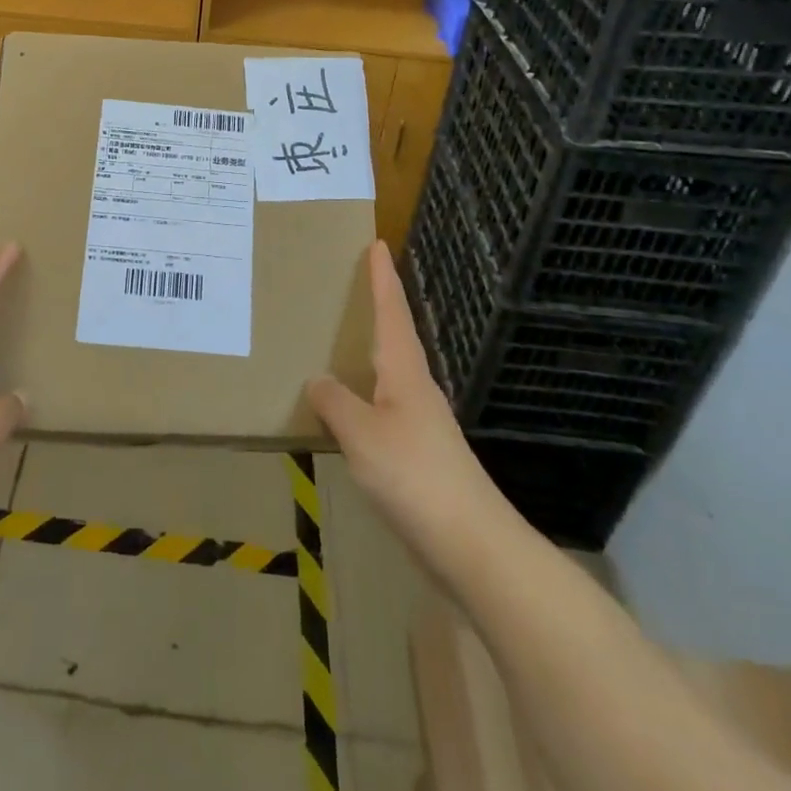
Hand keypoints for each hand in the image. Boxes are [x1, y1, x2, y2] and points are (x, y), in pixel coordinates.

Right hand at [308, 242, 513, 569]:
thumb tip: (318, 380)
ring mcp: (421, 423)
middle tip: (355, 283)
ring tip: (343, 339)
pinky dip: (366, 393)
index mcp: (405, 373)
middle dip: (379, 307)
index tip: (377, 243)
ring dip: (371, 349)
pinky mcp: (420, 455)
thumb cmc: (415, 477)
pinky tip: (350, 408)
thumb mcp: (363, 435)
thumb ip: (336, 403)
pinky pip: (385, 407)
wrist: (472, 546)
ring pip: (391, 372)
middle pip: (396, 336)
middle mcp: (417, 389)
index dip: (383, 278)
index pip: (392, 312)